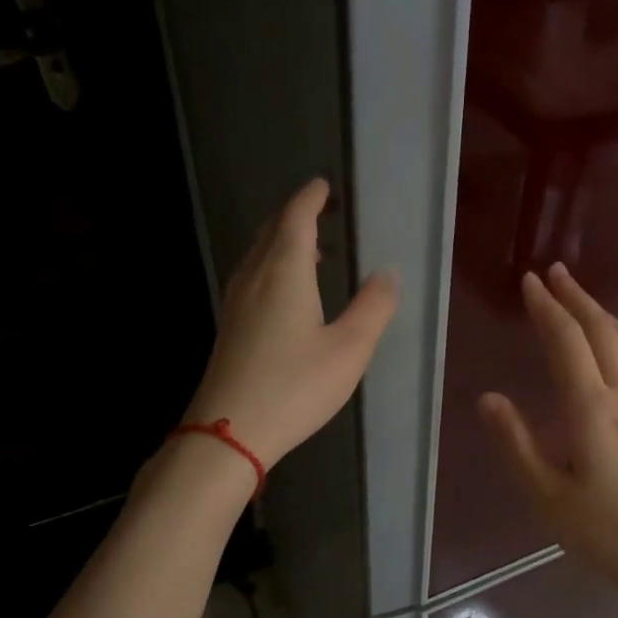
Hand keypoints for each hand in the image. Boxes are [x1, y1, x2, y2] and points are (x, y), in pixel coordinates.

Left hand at [183, 178, 398, 470]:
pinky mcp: (230, 327)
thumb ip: (373, 308)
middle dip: (296, 216)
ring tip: (310, 250)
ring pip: (258, 256)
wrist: (230, 431)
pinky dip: (272, 267)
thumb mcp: (349, 349)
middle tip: (320, 212)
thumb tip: (388, 273)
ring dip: (283, 243)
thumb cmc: (296, 387)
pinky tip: (285, 292)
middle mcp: (255, 278)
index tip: (323, 186)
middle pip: (273, 232)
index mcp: (285, 272)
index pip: (296, 219)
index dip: (311, 199)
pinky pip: (252, 278)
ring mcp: (236, 303)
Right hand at [479, 263, 617, 617]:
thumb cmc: (608, 534)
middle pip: (602, 332)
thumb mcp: (549, 496)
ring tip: (583, 299)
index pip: (567, 342)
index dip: (546, 309)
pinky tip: (616, 349)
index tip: (529, 281)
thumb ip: (516, 444)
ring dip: (602, 314)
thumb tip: (488, 397)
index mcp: (592, 409)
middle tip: (554, 273)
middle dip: (576, 298)